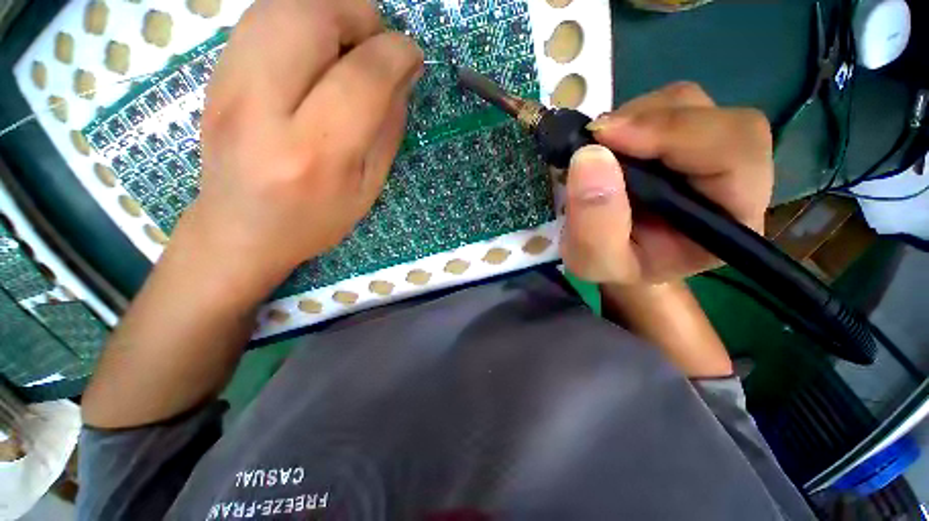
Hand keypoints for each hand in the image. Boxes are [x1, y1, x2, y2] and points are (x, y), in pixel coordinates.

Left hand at [183, 0, 422, 285]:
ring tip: (348, 47)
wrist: (239, 230)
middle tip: (376, 45)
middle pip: (310, 16)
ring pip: (280, 5)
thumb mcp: (368, 187)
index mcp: (315, 153)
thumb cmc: (314, 220)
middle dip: (358, 15)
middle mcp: (261, 109)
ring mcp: (226, 85)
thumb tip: (403, 74)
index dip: (396, 53)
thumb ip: (388, 129)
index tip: (413, 56)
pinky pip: (261, 19)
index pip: (362, 77)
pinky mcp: (212, 74)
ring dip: (328, 12)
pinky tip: (315, 53)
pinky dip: (299, 20)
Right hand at [561, 82, 773, 285]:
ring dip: (634, 118)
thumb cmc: (613, 267)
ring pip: (687, 103)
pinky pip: (663, 106)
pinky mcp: (683, 136)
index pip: (735, 153)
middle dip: (649, 123)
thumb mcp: (595, 262)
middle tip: (594, 141)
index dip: (674, 134)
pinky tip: (608, 146)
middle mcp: (734, 176)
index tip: (606, 138)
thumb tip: (590, 156)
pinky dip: (628, 117)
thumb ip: (595, 225)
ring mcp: (708, 149)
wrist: (614, 255)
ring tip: (598, 151)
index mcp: (731, 217)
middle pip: (714, 117)